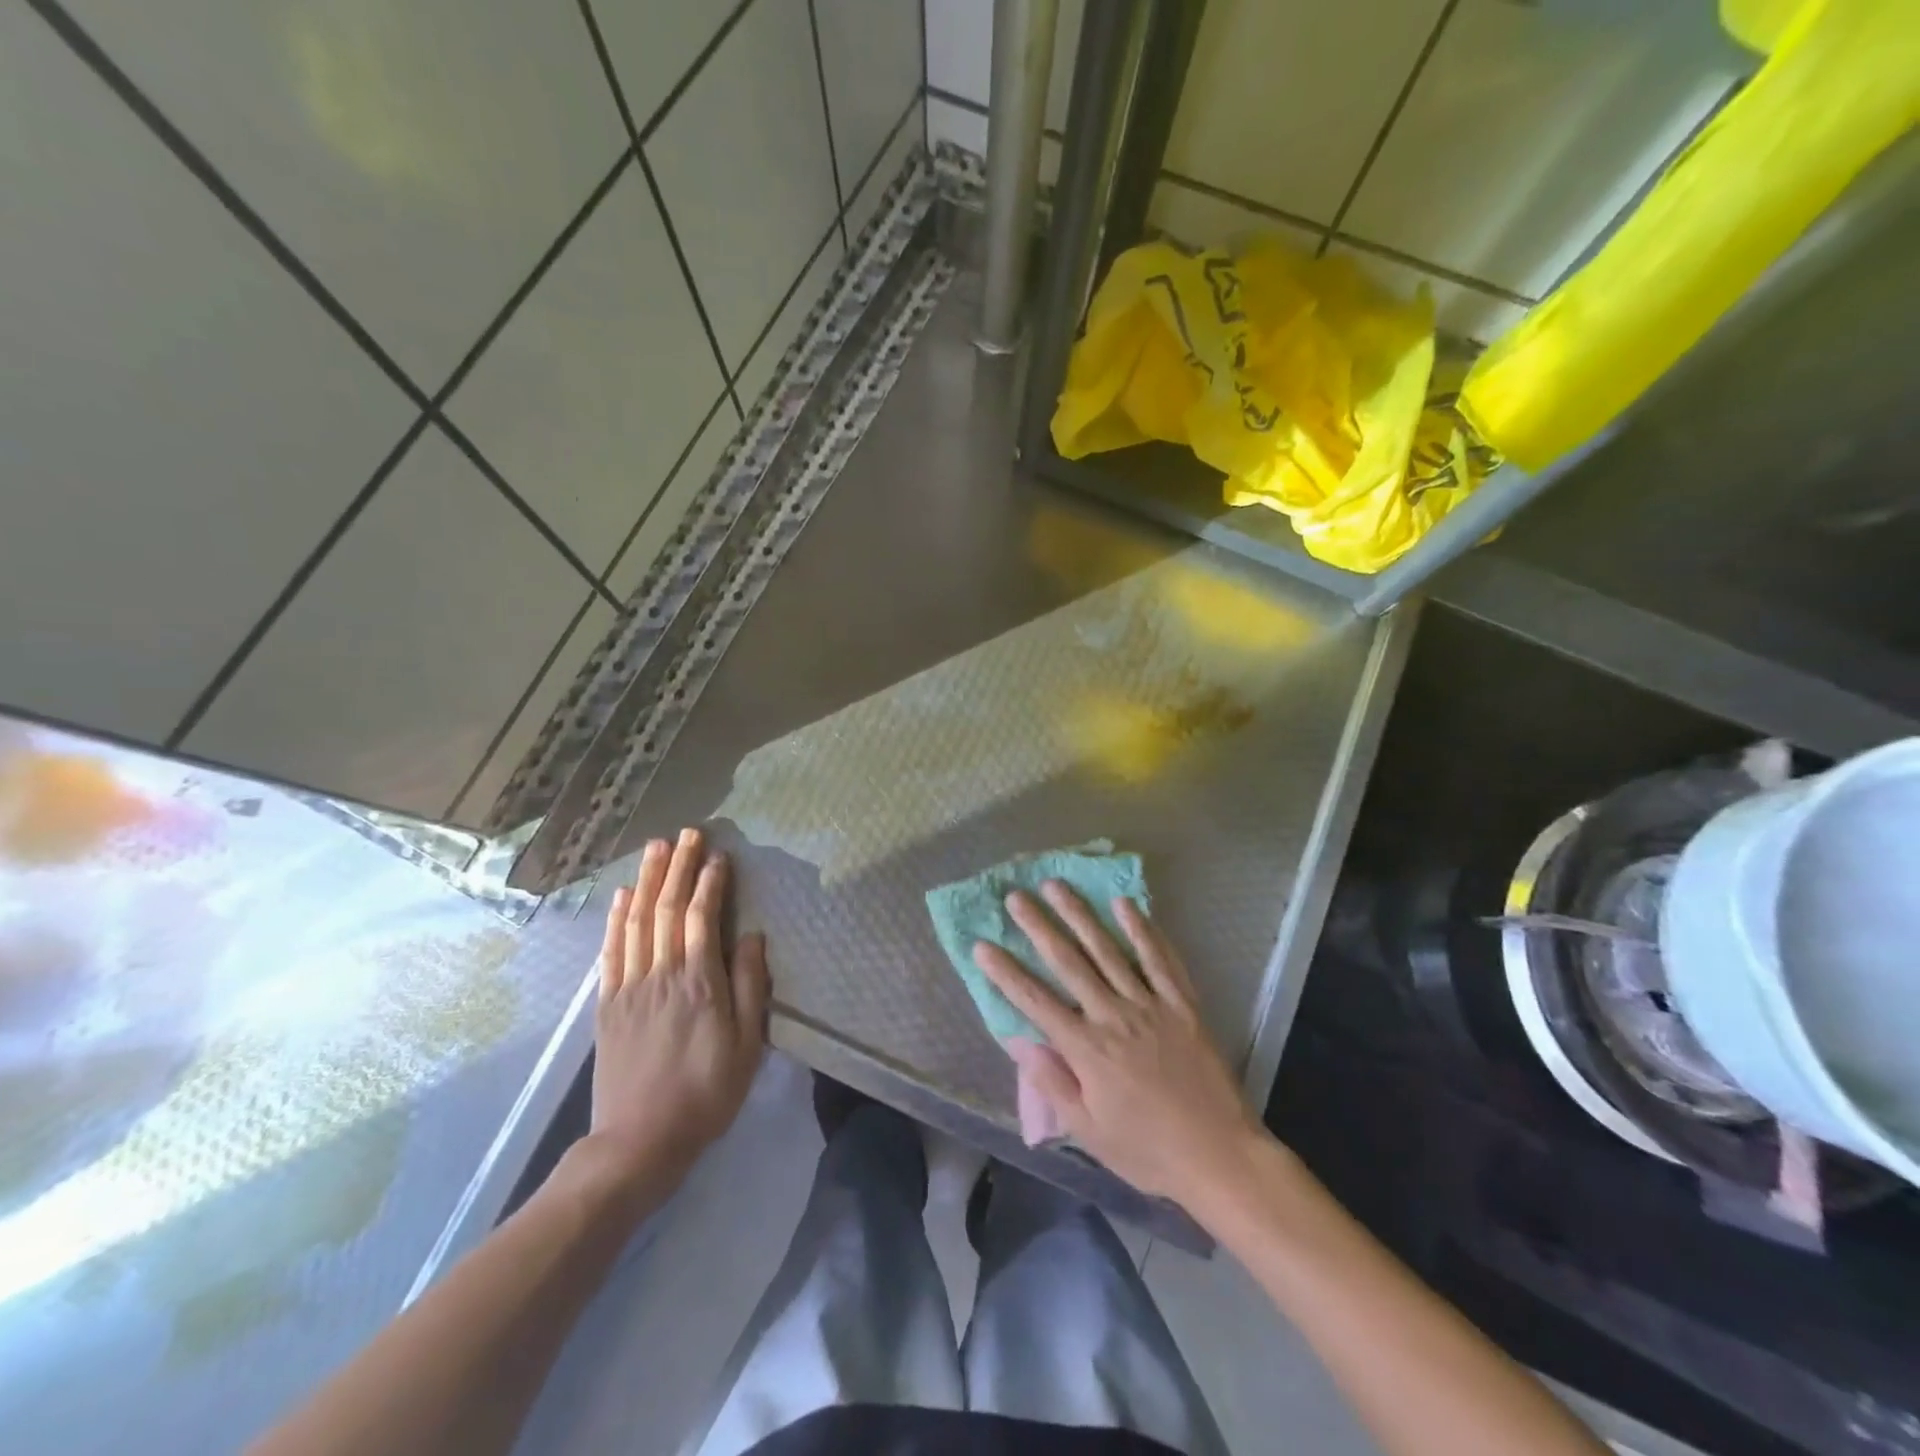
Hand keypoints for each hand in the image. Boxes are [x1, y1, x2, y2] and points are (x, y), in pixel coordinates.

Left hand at [587, 829, 768, 1194]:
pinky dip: (615, 918)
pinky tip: (621, 896)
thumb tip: (753, 937)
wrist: (638, 1141)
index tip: (718, 855)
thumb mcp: (746, 1045)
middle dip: (677, 867)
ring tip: (655, 849)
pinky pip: (611, 950)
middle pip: (667, 909)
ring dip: (646, 881)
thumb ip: (751, 986)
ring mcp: (629, 987)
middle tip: (687, 833)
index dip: (710, 882)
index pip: (702, 917)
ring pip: (636, 921)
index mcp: (700, 982)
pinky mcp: (607, 1004)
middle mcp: (661, 974)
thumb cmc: (705, 1093)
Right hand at [973, 883, 1267, 1207]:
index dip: (1006, 973)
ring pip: (1108, 950)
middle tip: (1016, 896)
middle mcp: (1114, 1016)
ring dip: (1080, 915)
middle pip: (1069, 963)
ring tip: (1058, 886)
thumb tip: (1021, 1042)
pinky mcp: (1182, 1004)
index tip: (982, 945)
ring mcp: (1150, 1005)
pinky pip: (1159, 959)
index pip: (1035, 1001)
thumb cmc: (1148, 1151)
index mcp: (1087, 1050)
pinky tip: (1125, 904)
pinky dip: (1142, 929)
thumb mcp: (1089, 1132)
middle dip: (1038, 927)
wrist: (1220, 1156)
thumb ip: (1054, 1084)